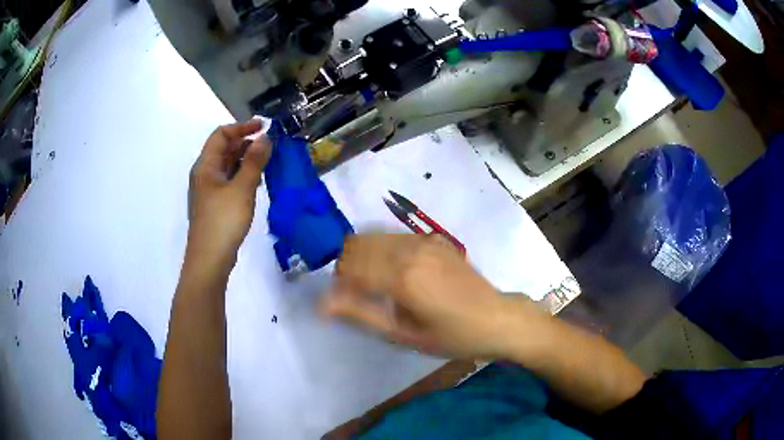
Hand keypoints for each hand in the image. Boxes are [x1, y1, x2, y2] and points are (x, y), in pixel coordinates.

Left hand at [187, 120, 271, 265]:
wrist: (210, 260)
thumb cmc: (223, 221)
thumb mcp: (242, 188)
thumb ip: (254, 161)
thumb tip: (265, 138)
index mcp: (205, 166)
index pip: (221, 135)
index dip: (242, 127)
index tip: (263, 127)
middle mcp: (204, 175)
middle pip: (223, 149)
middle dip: (245, 143)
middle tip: (269, 145)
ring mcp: (209, 191)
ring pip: (227, 166)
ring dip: (246, 160)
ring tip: (267, 162)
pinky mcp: (215, 205)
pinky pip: (229, 181)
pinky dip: (243, 176)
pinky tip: (257, 183)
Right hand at [320, 234, 546, 358]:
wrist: (495, 318)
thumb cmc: (450, 336)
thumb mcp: (403, 334)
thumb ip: (361, 314)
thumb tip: (322, 303)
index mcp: (401, 276)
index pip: (348, 266)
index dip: (337, 285)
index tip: (339, 304)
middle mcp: (410, 248)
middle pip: (356, 244)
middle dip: (347, 268)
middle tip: (357, 295)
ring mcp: (424, 239)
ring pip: (373, 235)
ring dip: (362, 256)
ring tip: (374, 284)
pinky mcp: (434, 237)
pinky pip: (393, 235)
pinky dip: (382, 249)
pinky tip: (394, 271)